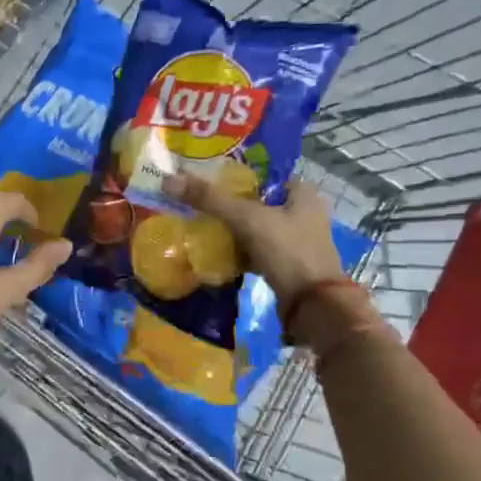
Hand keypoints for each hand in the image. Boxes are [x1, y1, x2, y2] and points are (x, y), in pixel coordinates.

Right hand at [163, 173, 384, 359]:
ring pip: (255, 228)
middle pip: (256, 202)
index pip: (262, 175)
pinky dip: (238, 251)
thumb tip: (168, 180)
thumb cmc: (287, 250)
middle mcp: (303, 212)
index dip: (233, 176)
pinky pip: (256, 250)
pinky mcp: (287, 264)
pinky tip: (215, 253)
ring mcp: (296, 240)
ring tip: (200, 227)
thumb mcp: (247, 219)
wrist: (313, 305)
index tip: (204, 181)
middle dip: (228, 205)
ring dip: (231, 230)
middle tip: (197, 205)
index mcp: (302, 192)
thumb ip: (210, 199)